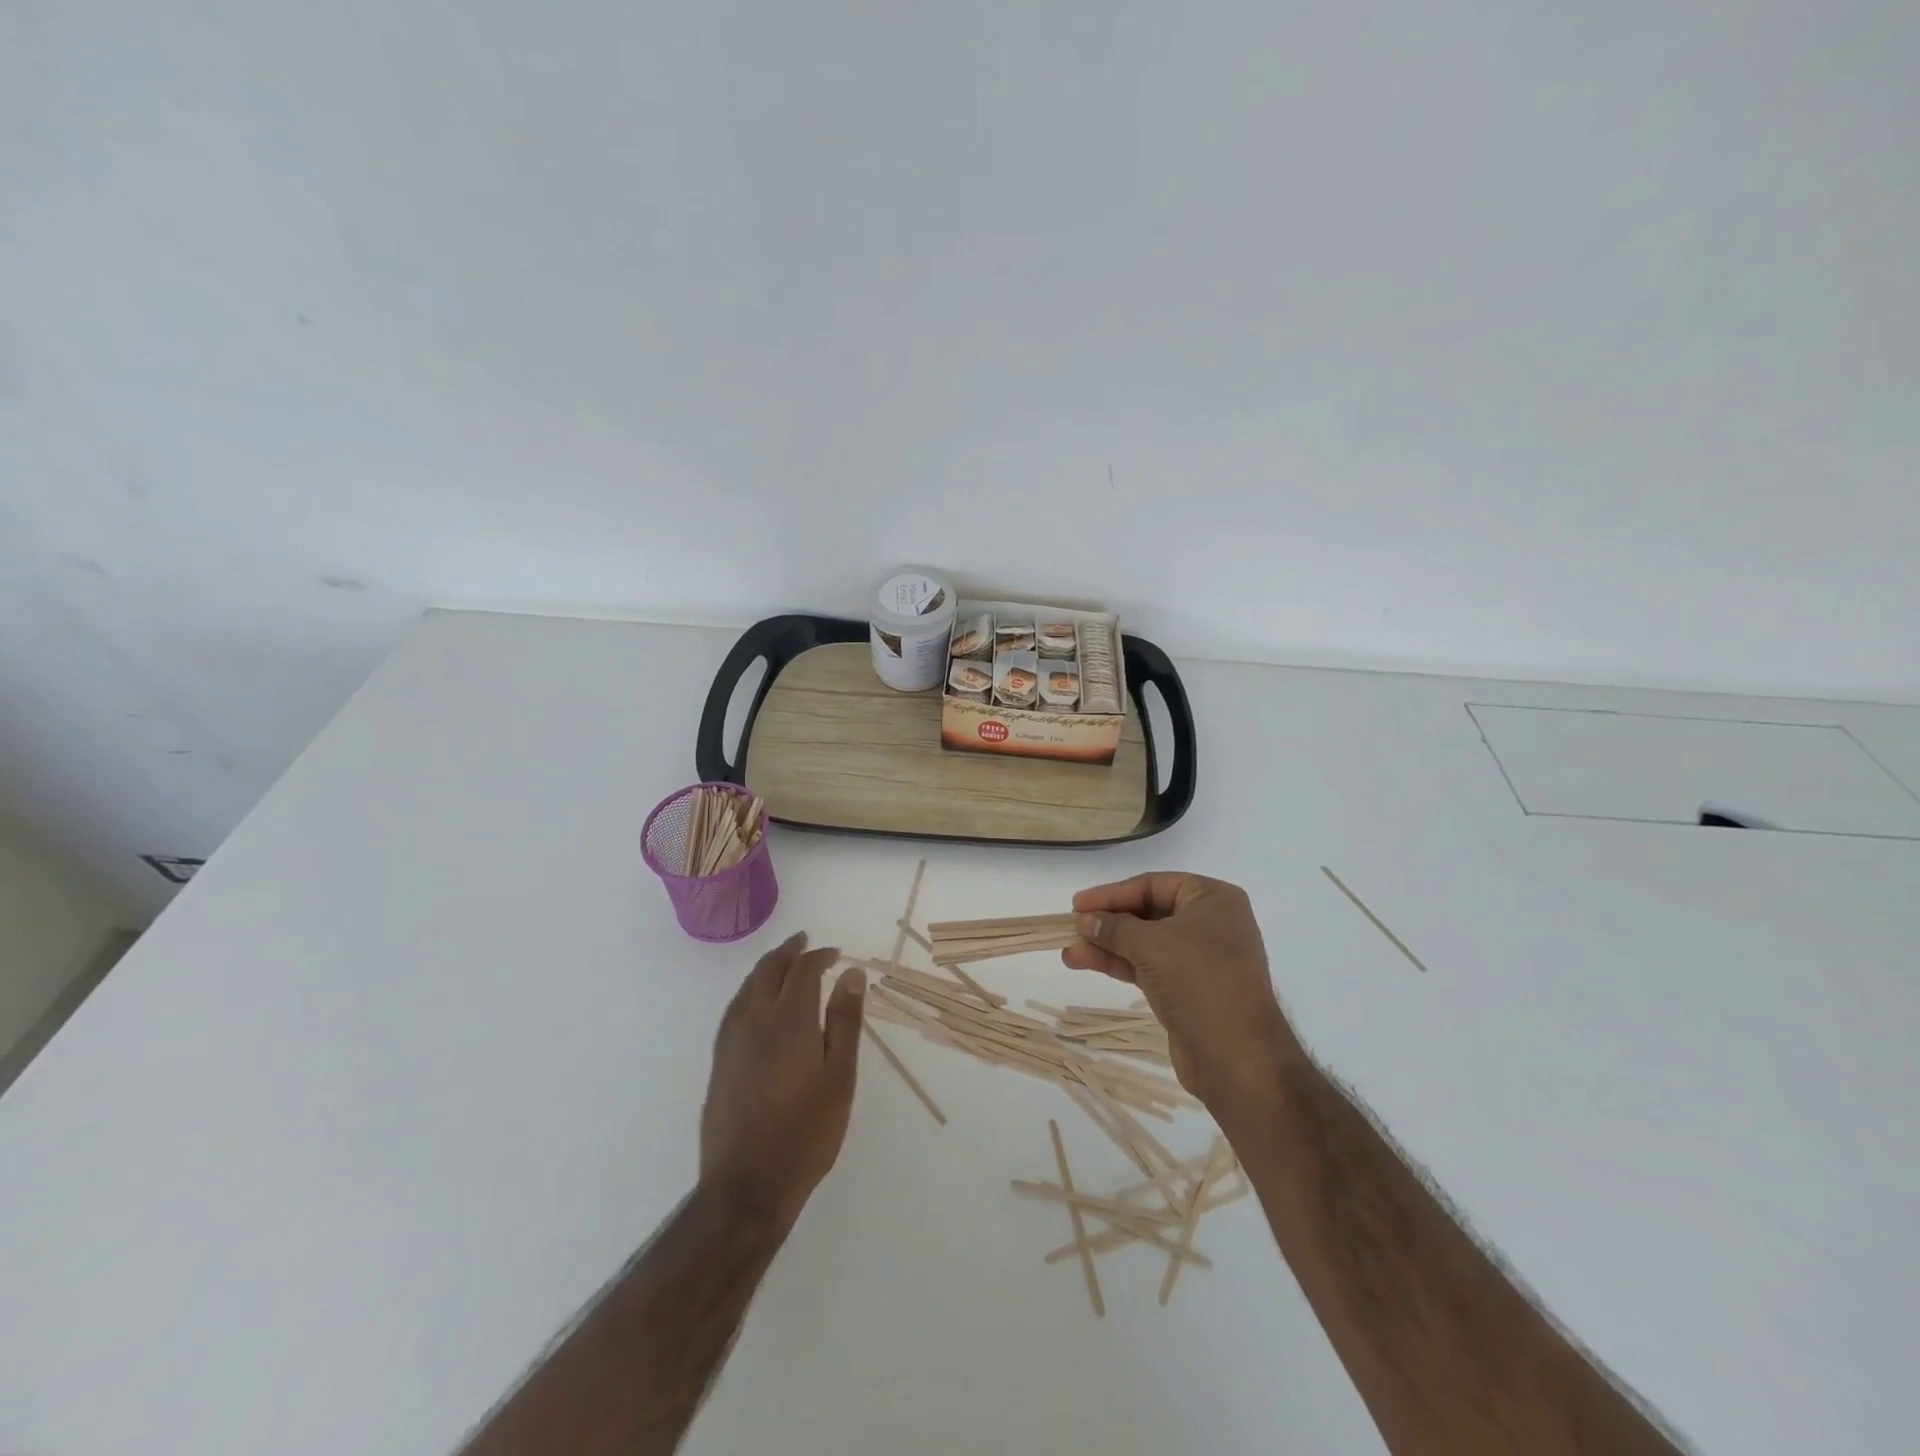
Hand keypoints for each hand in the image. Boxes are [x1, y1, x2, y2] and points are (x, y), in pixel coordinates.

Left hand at [700, 933, 866, 1225]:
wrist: (747, 1185)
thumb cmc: (806, 1131)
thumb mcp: (839, 1076)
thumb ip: (845, 1021)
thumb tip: (852, 974)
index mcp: (789, 1019)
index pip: (802, 970)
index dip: (819, 956)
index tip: (836, 955)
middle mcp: (755, 1020)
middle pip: (768, 970)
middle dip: (788, 951)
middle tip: (804, 942)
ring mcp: (731, 1041)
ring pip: (746, 987)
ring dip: (766, 968)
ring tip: (781, 964)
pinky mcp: (719, 1062)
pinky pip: (734, 1009)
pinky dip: (748, 992)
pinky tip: (754, 1003)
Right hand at [1063, 873, 1298, 1118]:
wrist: (1237, 1057)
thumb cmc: (1199, 981)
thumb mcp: (1151, 944)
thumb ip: (1114, 927)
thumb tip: (1085, 919)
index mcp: (1212, 899)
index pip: (1153, 884)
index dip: (1112, 893)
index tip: (1077, 903)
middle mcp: (1209, 923)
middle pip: (1147, 912)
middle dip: (1107, 922)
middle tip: (1071, 927)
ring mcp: (1199, 958)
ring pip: (1143, 943)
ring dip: (1106, 945)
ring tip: (1069, 952)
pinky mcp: (1187, 989)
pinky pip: (1146, 966)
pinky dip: (1118, 964)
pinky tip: (1085, 963)